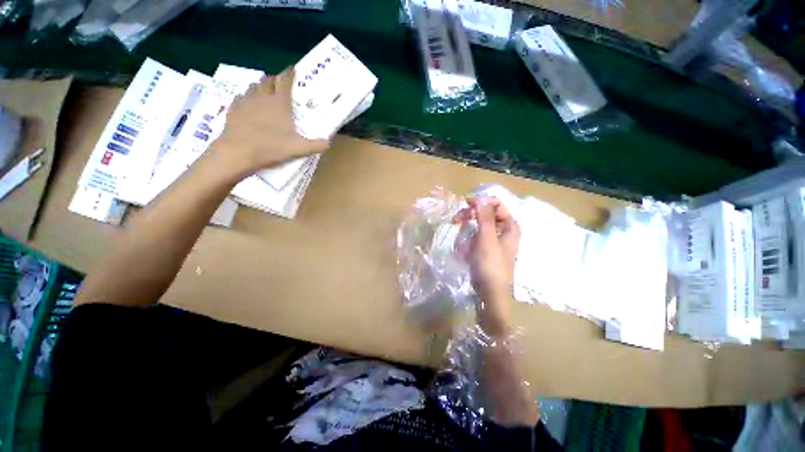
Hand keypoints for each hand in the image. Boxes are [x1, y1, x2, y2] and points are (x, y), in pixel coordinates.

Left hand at [212, 67, 327, 173]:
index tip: (292, 69)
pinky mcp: (233, 109)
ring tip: (264, 92)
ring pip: (253, 87)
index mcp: (279, 104)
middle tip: (279, 83)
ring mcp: (245, 102)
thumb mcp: (298, 149)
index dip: (289, 74)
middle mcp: (262, 98)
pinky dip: (246, 98)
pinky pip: (241, 98)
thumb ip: (315, 145)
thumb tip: (327, 143)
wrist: (238, 153)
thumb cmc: (270, 148)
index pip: (285, 82)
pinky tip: (248, 105)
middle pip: (268, 81)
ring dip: (260, 86)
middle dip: (274, 79)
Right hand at [455, 197, 520, 335]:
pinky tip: (462, 252)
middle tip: (455, 221)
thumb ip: (484, 218)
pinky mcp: (484, 248)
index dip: (481, 202)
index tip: (466, 204)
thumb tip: (480, 198)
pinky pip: (473, 238)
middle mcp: (503, 231)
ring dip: (465, 232)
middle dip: (469, 217)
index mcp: (509, 227)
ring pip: (476, 226)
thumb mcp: (486, 239)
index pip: (497, 204)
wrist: (489, 292)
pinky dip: (466, 242)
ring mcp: (493, 240)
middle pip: (485, 214)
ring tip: (461, 246)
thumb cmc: (491, 265)